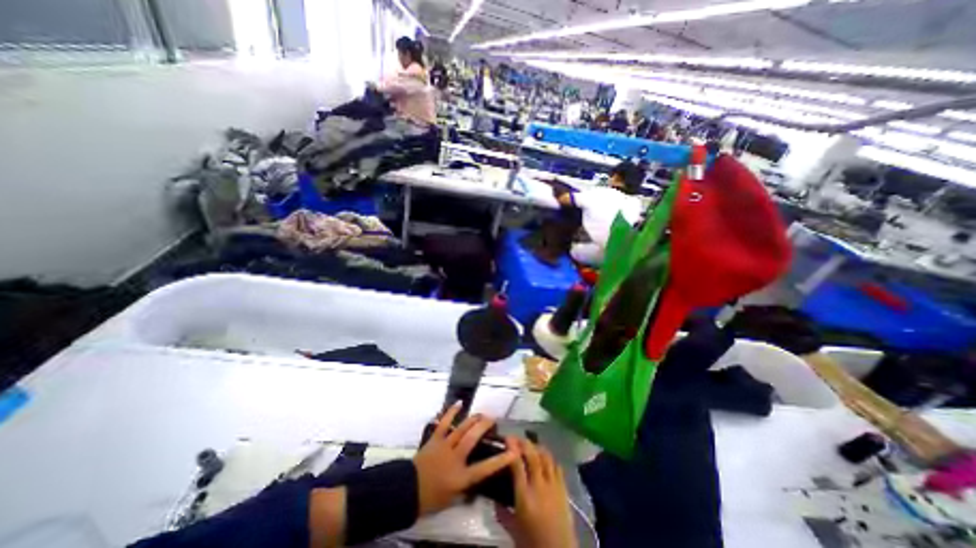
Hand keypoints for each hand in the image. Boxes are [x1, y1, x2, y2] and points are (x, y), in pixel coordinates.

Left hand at [411, 405, 517, 515]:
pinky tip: (460, 403)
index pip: (485, 468)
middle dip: (484, 427)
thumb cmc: (431, 498)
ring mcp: (445, 445)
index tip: (513, 451)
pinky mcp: (435, 438)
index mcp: (461, 477)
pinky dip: (452, 411)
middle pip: (472, 438)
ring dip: (473, 419)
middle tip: (493, 420)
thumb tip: (477, 483)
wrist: (406, 491)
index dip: (501, 460)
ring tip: (482, 414)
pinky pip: (444, 422)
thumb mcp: (452, 499)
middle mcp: (455, 458)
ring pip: (462, 428)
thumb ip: (466, 489)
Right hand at [498, 438, 573, 547]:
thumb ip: (502, 513)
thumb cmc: (532, 543)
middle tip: (516, 438)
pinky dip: (549, 458)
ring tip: (530, 445)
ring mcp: (554, 486)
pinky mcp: (564, 489)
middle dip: (524, 442)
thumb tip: (494, 499)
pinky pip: (557, 466)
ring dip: (537, 447)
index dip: (512, 448)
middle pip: (533, 455)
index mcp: (524, 496)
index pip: (517, 463)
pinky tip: (544, 458)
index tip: (506, 438)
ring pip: (546, 457)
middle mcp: (539, 486)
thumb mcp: (513, 530)